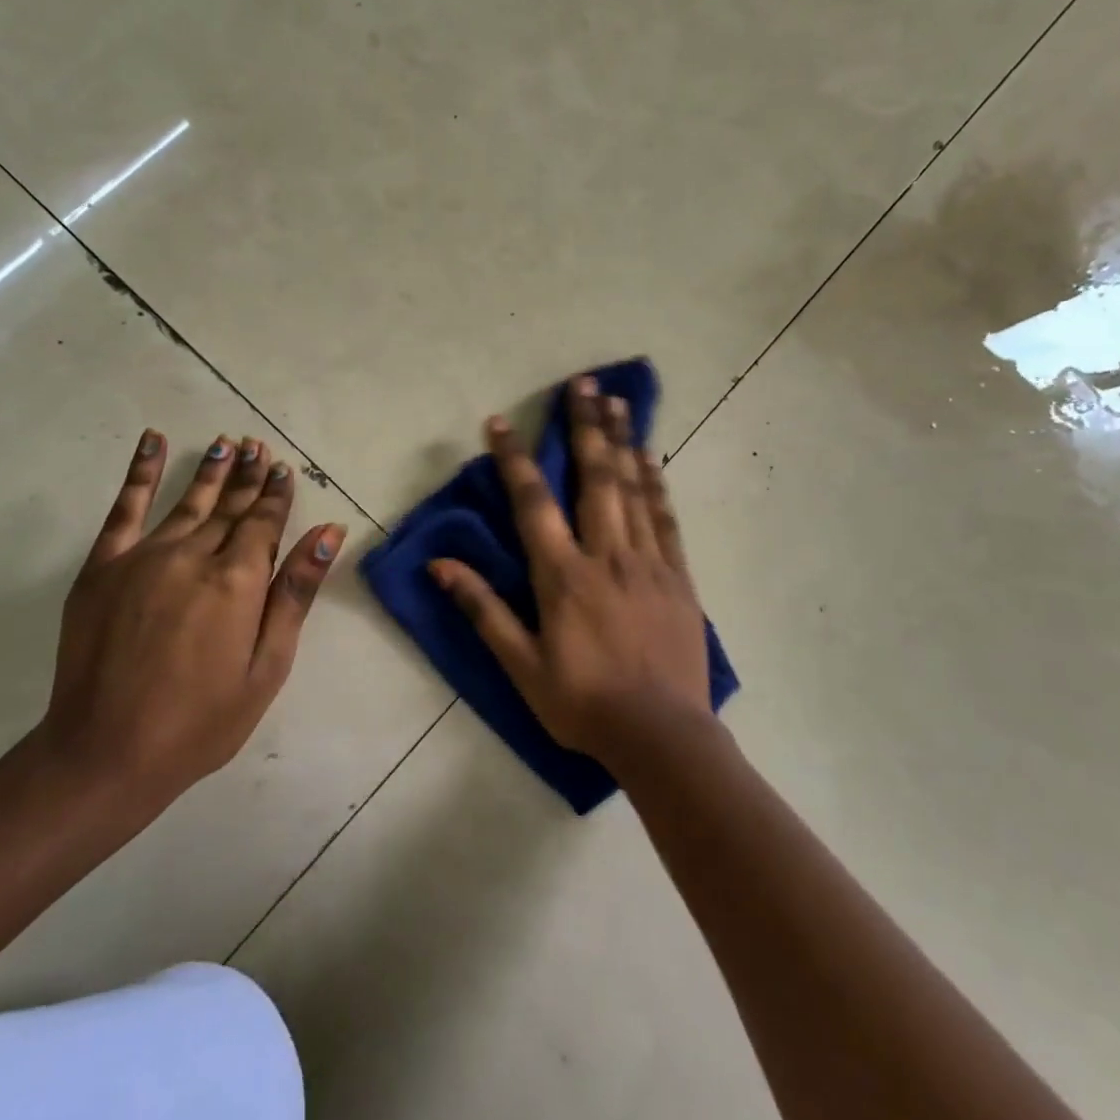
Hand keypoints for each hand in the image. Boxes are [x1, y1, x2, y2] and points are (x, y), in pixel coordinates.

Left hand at [41, 429, 345, 811]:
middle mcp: (193, 556)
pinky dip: (141, 471)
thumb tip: (328, 534)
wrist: (106, 753)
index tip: (284, 469)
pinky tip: (153, 441)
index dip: (277, 495)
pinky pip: (125, 507)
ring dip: (211, 471)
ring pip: (189, 501)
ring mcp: (144, 557)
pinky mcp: (103, 566)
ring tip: (227, 444)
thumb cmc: (202, 720)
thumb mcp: (267, 666)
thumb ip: (295, 594)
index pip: (264, 523)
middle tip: (260, 447)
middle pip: (230, 507)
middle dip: (249, 476)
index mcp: (237, 582)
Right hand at [429, 376, 710, 764]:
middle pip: (595, 477)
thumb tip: (440, 566)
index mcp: (564, 577)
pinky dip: (657, 484)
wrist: (663, 736)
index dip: (515, 459)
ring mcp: (648, 563)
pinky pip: (666, 519)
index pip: (533, 503)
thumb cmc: (583, 704)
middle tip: (583, 382)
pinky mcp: (679, 577)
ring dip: (624, 440)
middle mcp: (607, 556)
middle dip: (585, 426)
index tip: (500, 422)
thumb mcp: (522, 666)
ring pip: (635, 489)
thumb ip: (483, 610)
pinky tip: (651, 458)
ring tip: (618, 400)